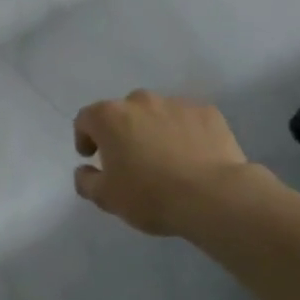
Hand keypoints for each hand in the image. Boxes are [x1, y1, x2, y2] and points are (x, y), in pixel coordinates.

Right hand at [72, 91, 256, 237]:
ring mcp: (176, 103)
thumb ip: (86, 181)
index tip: (92, 157)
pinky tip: (192, 156)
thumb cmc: (151, 195)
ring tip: (165, 158)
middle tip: (130, 159)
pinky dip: (184, 132)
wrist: (215, 197)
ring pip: (156, 113)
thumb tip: (84, 170)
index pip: (86, 119)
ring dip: (153, 129)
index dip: (85, 137)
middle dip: (122, 131)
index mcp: (109, 117)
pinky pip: (187, 119)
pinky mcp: (207, 112)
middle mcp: (140, 101)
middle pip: (122, 112)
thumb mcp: (106, 198)